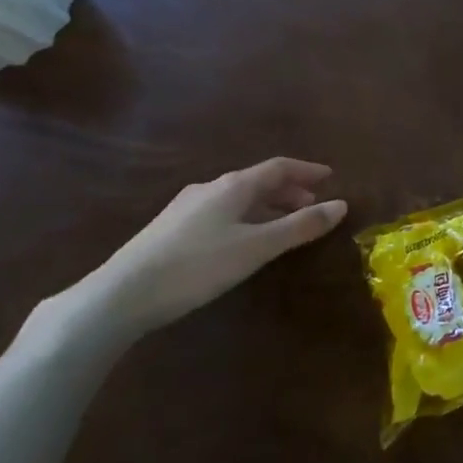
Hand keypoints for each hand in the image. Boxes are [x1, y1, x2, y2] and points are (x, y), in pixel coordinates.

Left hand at [81, 158, 346, 339]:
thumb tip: (341, 205)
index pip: (279, 167)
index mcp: (234, 185)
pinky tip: (242, 240)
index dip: (307, 170)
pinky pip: (221, 211)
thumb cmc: (197, 266)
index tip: (330, 177)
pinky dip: (245, 217)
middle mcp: (210, 187)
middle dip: (288, 190)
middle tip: (311, 205)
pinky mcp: (170, 229)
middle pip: (258, 181)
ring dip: (266, 206)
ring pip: (238, 198)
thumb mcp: (256, 248)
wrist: (121, 295)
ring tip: (283, 225)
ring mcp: (186, 207)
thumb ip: (299, 227)